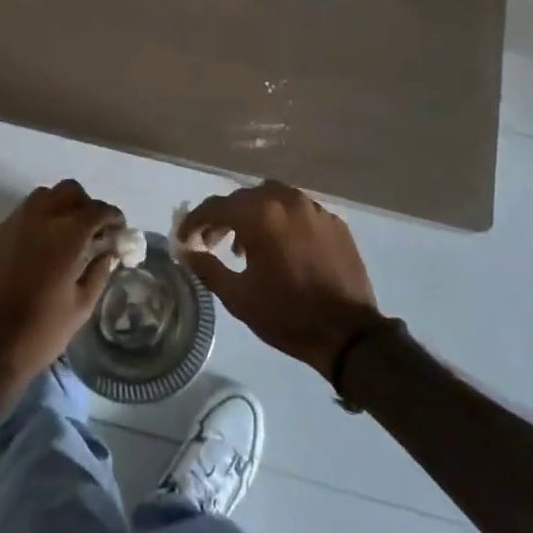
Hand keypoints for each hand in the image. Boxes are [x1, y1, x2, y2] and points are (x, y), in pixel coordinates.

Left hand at [0, 180, 121, 392]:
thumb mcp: (82, 306)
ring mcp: (13, 224)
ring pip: (43, 196)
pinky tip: (39, 248)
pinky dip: (37, 220)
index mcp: (67, 235)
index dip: (112, 216)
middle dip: (86, 204)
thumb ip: (99, 271)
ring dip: (60, 206)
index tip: (118, 229)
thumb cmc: (41, 331)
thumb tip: (108, 252)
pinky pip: (22, 215)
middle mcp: (40, 218)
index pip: (97, 210)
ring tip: (66, 234)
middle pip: (69, 191)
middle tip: (92, 229)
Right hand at [176, 180, 383, 382]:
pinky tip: (282, 249)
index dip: (195, 221)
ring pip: (273, 199)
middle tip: (212, 242)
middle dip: (224, 217)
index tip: (184, 238)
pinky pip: (298, 211)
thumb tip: (186, 252)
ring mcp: (313, 208)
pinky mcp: (333, 222)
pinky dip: (282, 222)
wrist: (348, 334)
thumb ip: (207, 268)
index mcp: (260, 214)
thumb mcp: (239, 297)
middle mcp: (286, 200)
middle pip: (244, 198)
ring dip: (253, 216)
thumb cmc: (287, 315)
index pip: (216, 206)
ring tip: (247, 247)